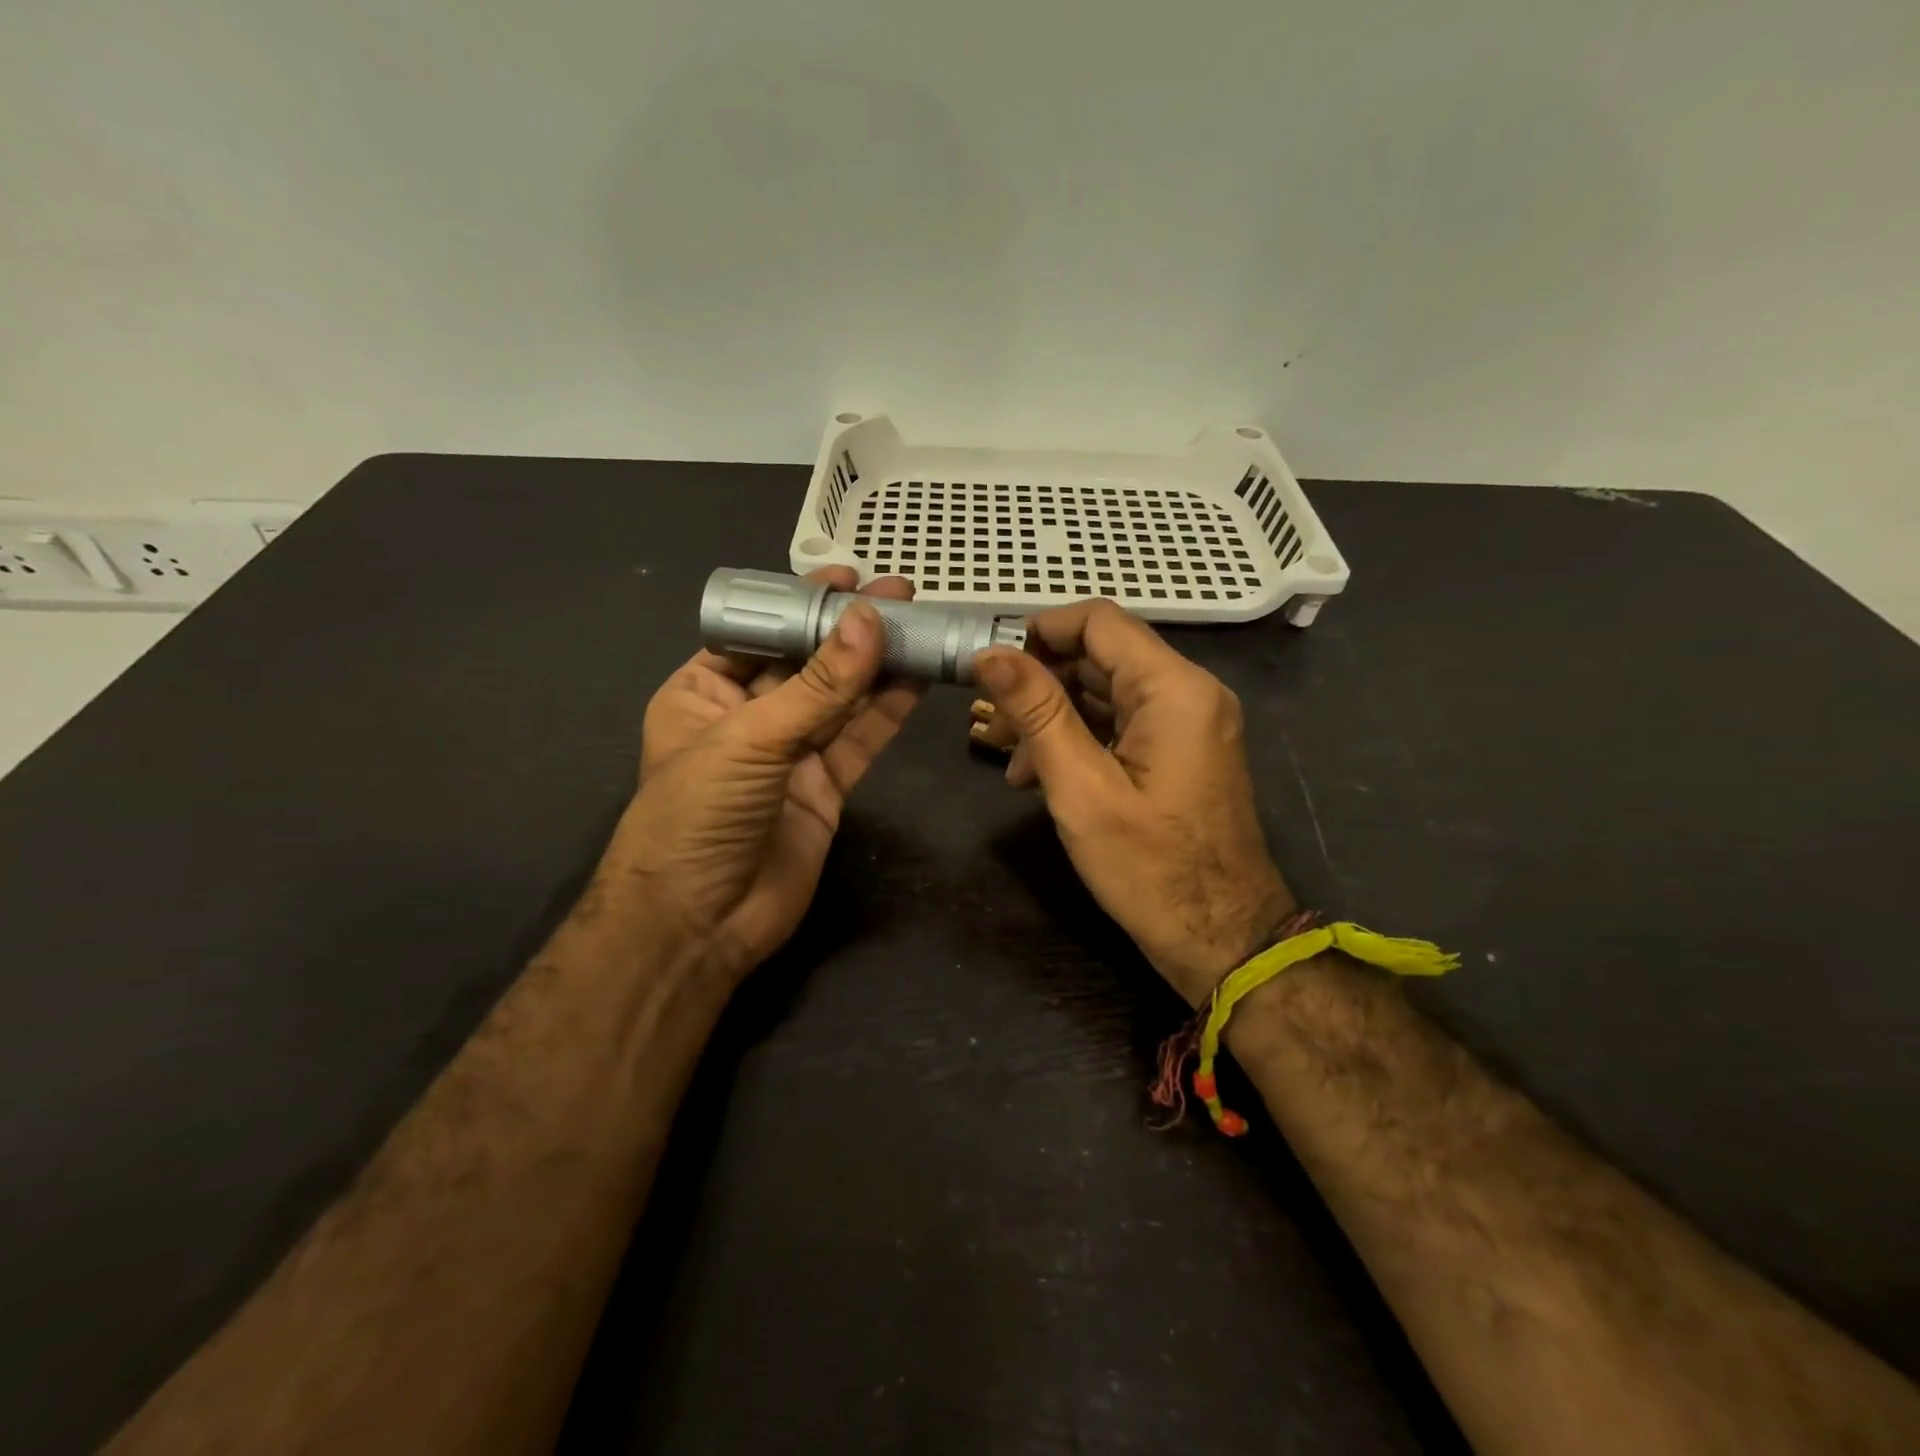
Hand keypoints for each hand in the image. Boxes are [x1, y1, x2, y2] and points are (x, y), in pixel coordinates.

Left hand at [608, 569, 922, 984]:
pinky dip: (886, 711)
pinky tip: (916, 679)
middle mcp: (747, 718)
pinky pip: (859, 740)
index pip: (759, 634)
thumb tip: (869, 620)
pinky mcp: (825, 788)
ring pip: (840, 700)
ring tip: (919, 625)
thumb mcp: (750, 739)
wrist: (700, 924)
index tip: (847, 577)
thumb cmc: (697, 817)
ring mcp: (789, 755)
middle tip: (899, 594)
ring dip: (876, 666)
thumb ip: (817, 685)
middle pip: (806, 663)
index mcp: (702, 693)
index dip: (801, 604)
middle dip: (848, 630)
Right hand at [972, 601, 1293, 1004]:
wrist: (1223, 940)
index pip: (1099, 621)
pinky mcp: (1180, 751)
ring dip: (1053, 716)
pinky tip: (1038, 776)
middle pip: (1101, 656)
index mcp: (1175, 689)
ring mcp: (1189, 723)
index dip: (1039, 631)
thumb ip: (1037, 711)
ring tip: (1009, 762)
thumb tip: (990, 653)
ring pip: (1106, 693)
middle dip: (1040, 682)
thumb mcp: (1081, 788)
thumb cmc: (1151, 870)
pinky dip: (1079, 739)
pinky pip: (1122, 724)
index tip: (990, 666)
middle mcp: (1189, 692)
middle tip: (990, 723)